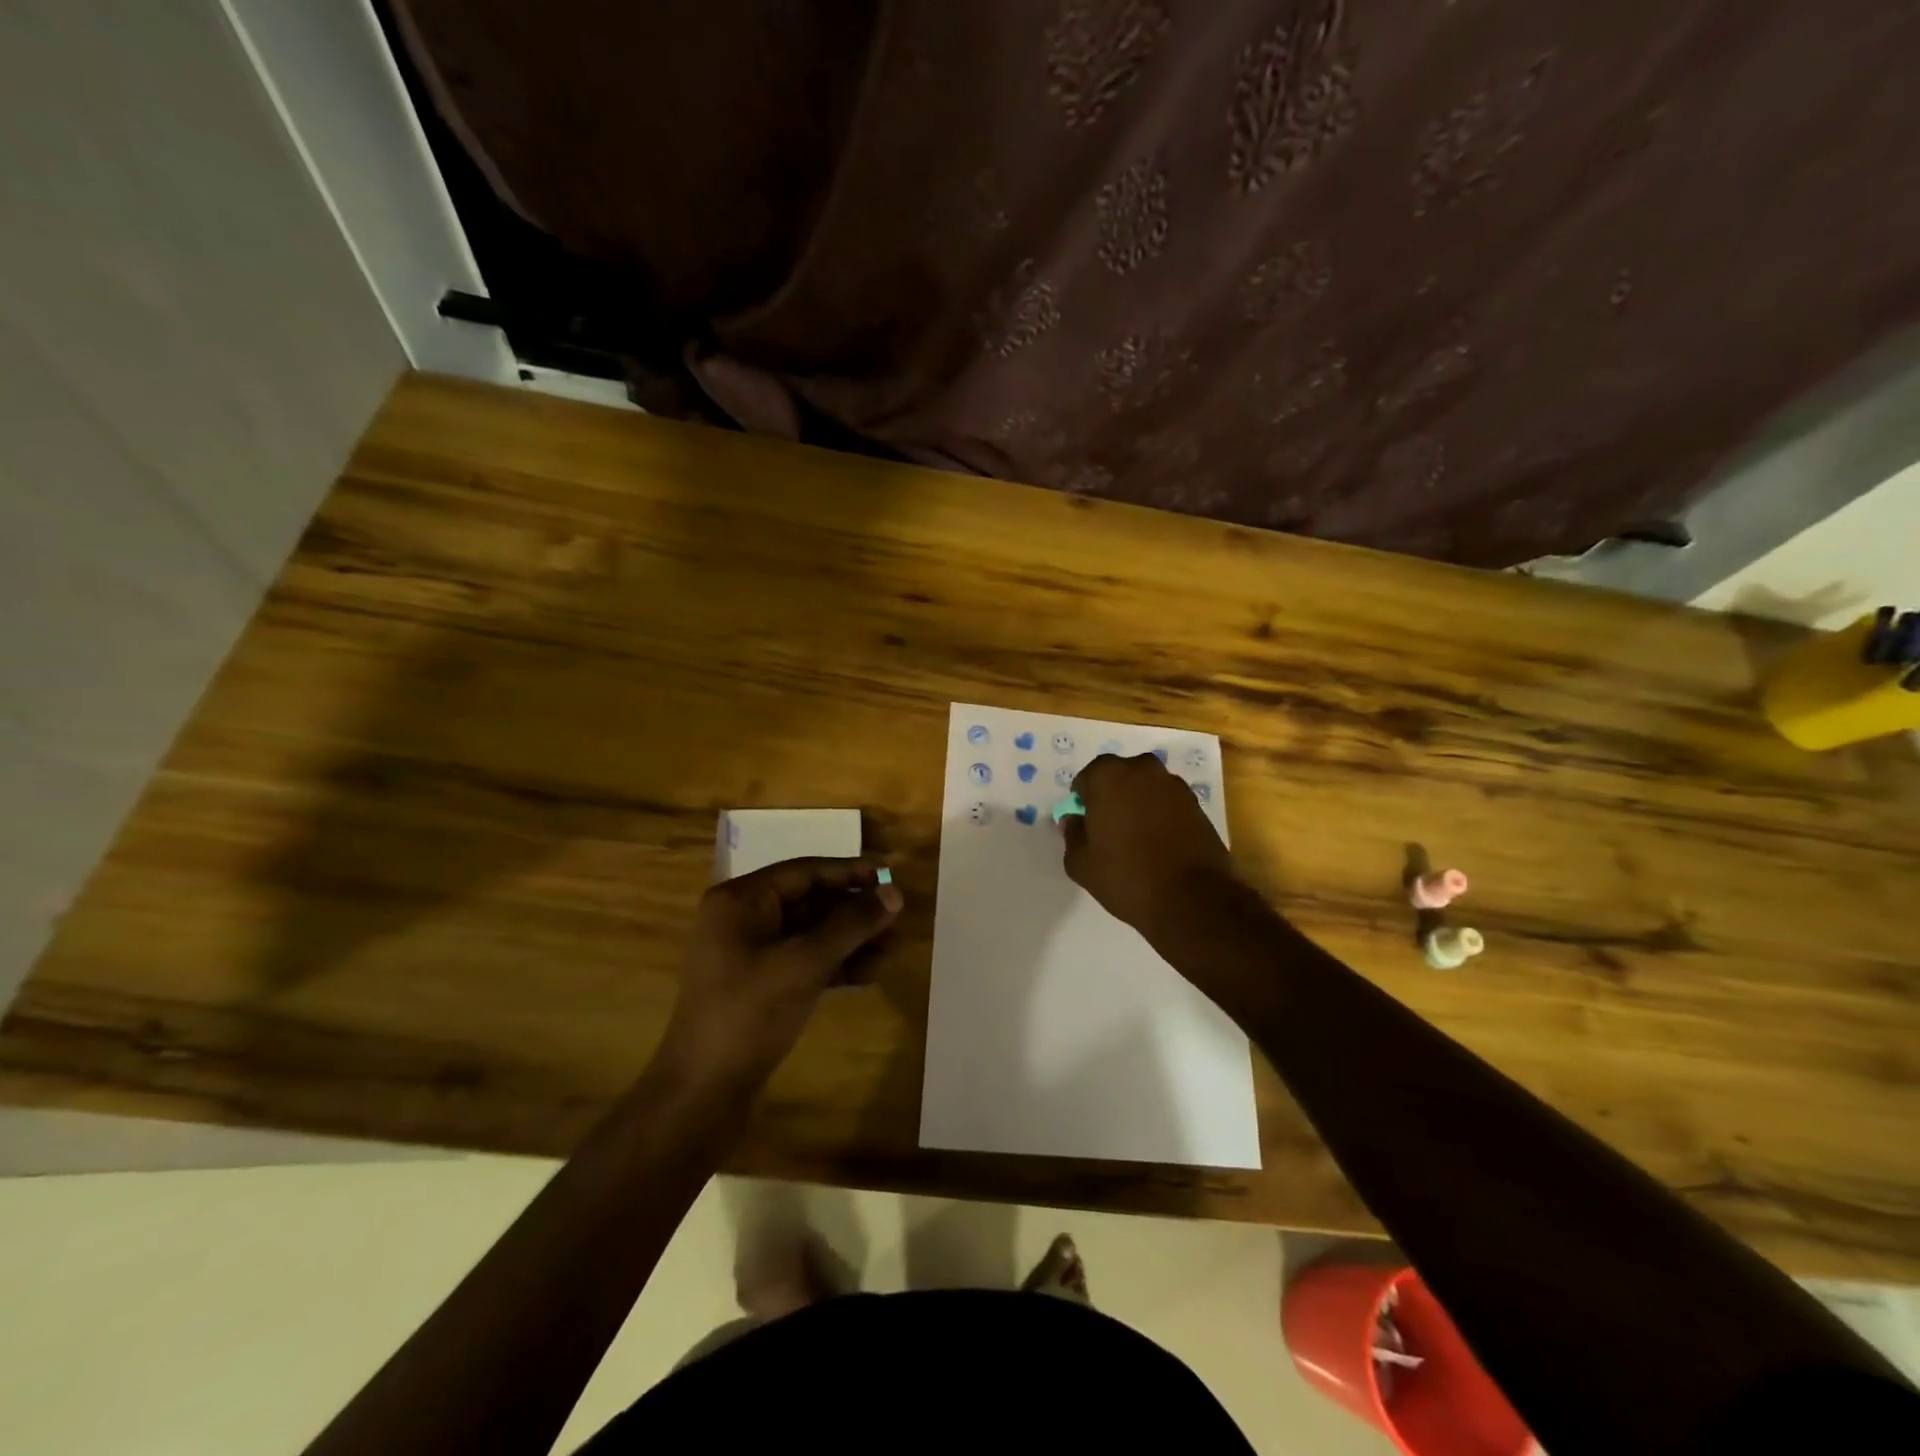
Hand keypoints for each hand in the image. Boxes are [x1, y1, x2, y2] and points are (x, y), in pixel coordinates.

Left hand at [659, 857, 902, 1095]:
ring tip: (890, 950)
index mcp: (740, 901)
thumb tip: (895, 894)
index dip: (850, 873)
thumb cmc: (749, 1013)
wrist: (703, 1094)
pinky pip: (805, 961)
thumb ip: (851, 924)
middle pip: (810, 902)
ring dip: (850, 940)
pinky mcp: (761, 986)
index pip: (804, 872)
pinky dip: (836, 964)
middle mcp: (743, 920)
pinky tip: (868, 973)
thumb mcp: (805, 963)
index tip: (890, 879)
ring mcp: (751, 955)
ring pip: (812, 934)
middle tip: (896, 921)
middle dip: (854, 912)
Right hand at [1063, 753, 1233, 933]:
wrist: (1191, 900)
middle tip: (1109, 828)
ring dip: (1139, 804)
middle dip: (1112, 795)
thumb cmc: (1126, 877)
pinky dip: (1161, 816)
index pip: (1088, 777)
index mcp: (1109, 776)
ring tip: (1136, 838)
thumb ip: (1072, 834)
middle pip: (1120, 776)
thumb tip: (1073, 820)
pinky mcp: (1197, 805)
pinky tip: (1159, 844)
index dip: (1084, 799)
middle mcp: (1143, 770)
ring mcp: (1174, 786)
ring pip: (1147, 788)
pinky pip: (1168, 803)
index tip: (1086, 823)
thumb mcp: (1082, 864)